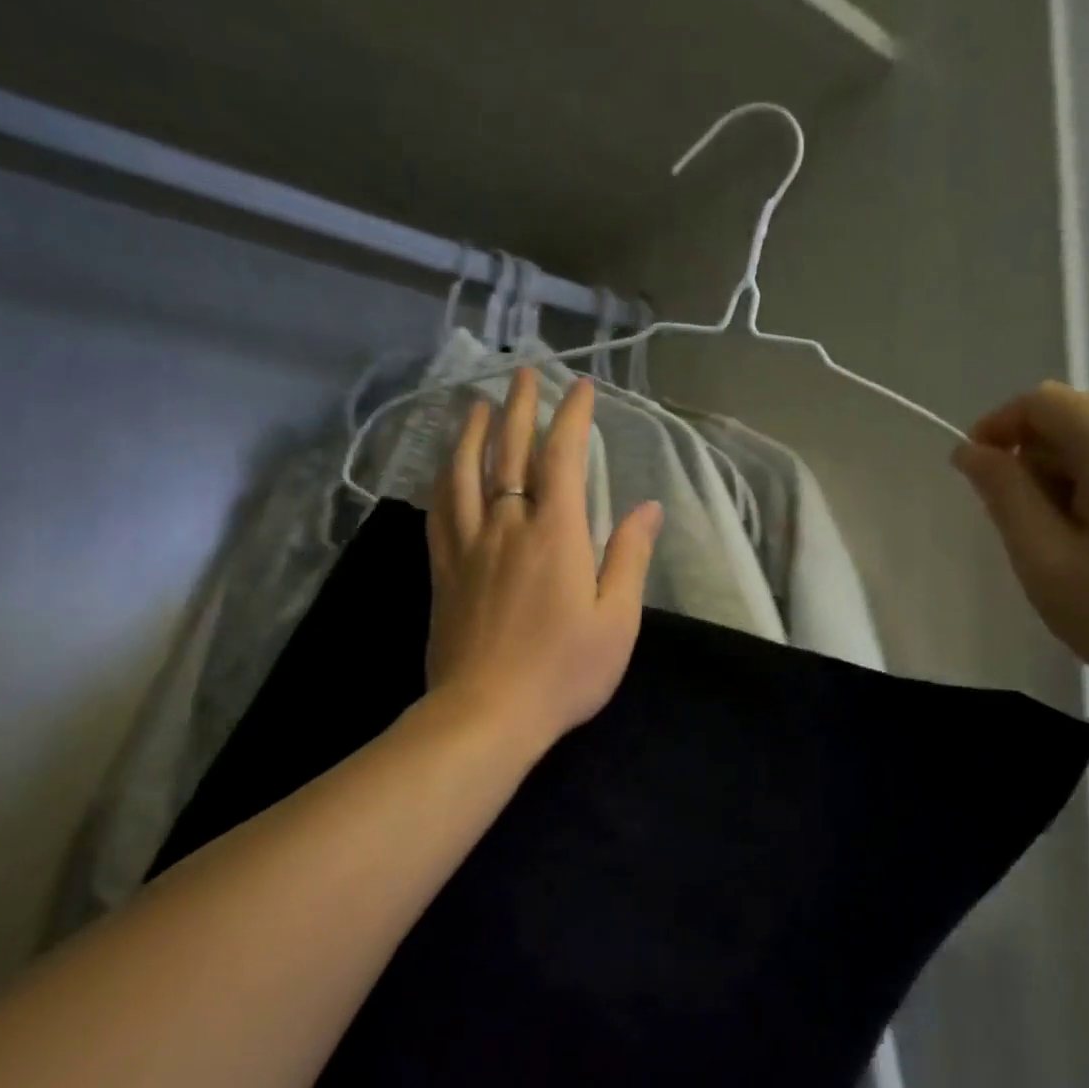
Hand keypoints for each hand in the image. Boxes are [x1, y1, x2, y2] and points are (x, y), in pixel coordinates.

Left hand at [425, 367, 662, 754]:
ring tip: (476, 405)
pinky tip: (444, 469)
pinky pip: (440, 511)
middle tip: (523, 374)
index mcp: (555, 535)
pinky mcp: (443, 571)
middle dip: (519, 408)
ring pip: (464, 474)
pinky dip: (443, 480)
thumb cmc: (563, 671)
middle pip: (509, 454)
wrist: (486, 713)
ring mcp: (468, 547)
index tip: (580, 387)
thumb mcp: (616, 620)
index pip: (562, 458)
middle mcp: (507, 526)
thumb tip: (649, 508)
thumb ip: (629, 557)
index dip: (571, 417)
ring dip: (472, 433)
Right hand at [951, 381, 1088, 713]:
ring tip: (1076, 557)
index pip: (1041, 402)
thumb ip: (1004, 496)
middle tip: (1031, 541)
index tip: (976, 478)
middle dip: (1035, 470)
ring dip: (1068, 488)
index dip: (996, 429)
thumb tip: (972, 451)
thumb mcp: (1047, 562)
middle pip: (1074, 426)